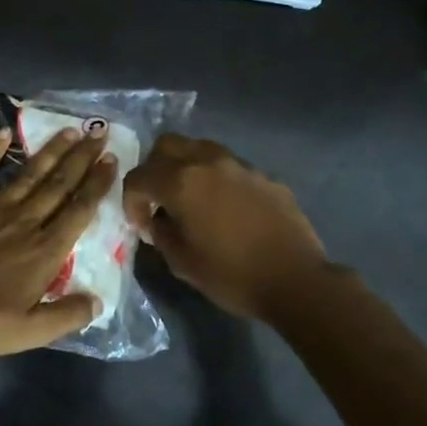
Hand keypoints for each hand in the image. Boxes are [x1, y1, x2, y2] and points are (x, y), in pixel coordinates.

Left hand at [0, 126, 117, 358]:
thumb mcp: (28, 332)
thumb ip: (66, 316)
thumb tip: (98, 302)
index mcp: (44, 250)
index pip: (79, 210)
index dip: (97, 185)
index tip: (111, 161)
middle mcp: (25, 221)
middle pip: (59, 185)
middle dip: (82, 159)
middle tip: (98, 135)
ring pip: (29, 174)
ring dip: (51, 151)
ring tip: (69, 130)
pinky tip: (4, 133)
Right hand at [123, 134, 331, 320]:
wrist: (296, 280)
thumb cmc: (232, 275)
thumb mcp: (183, 263)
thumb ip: (161, 234)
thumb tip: (157, 220)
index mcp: (181, 182)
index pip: (139, 176)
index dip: (131, 200)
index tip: (140, 224)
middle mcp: (208, 162)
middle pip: (167, 145)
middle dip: (154, 169)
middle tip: (158, 199)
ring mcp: (240, 165)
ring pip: (200, 148)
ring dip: (186, 167)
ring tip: (191, 199)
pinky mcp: (264, 175)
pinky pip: (229, 166)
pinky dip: (216, 179)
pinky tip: (225, 209)